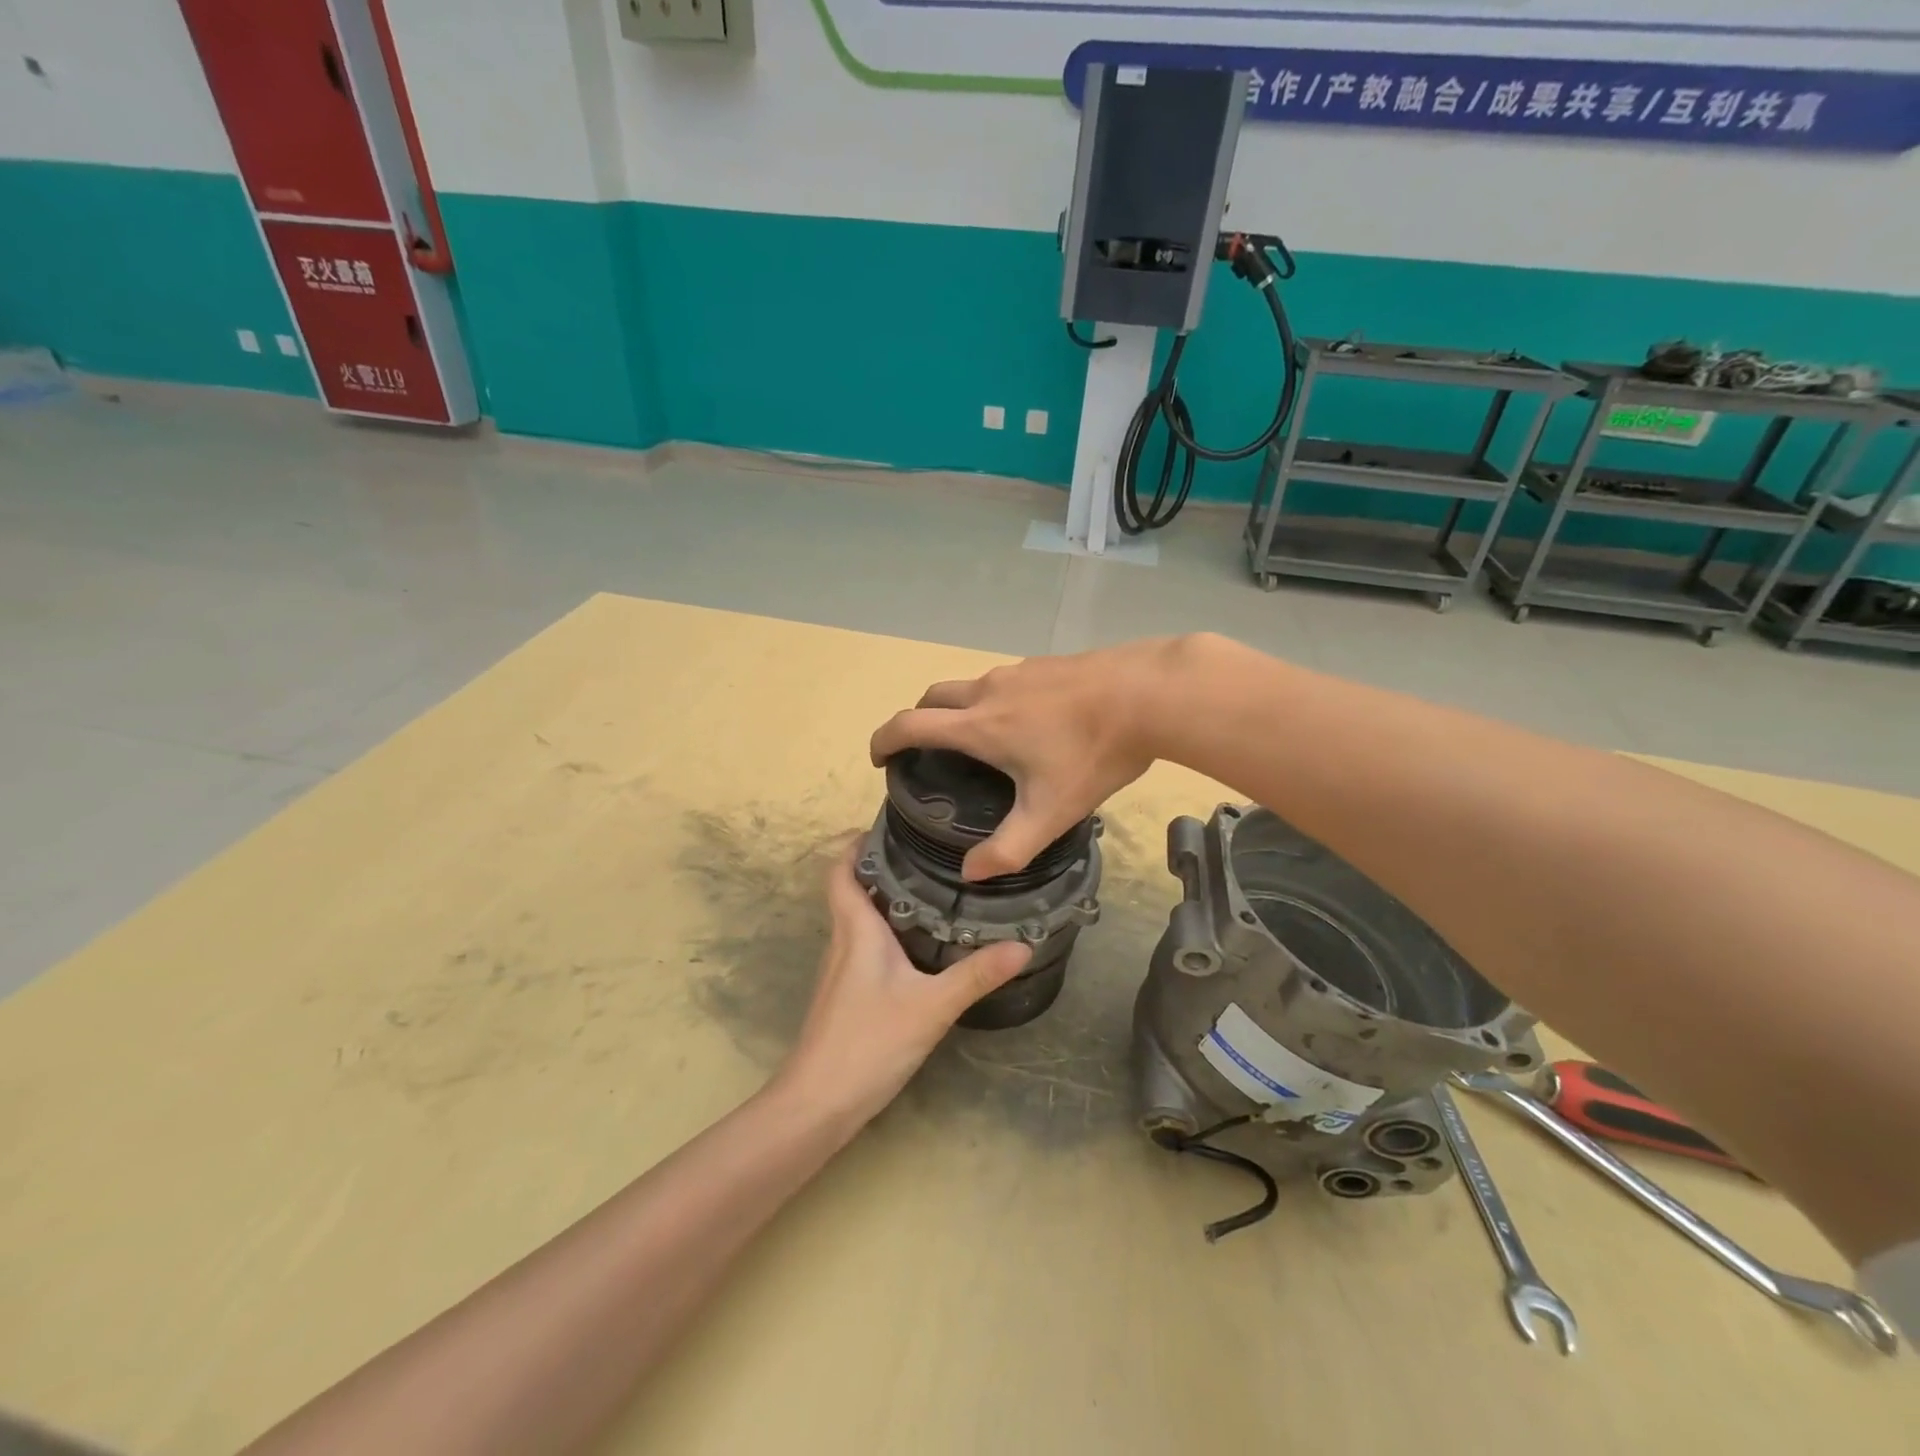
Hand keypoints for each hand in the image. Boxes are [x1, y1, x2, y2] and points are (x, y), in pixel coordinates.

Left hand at [775, 847, 1031, 1128]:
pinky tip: (920, 948)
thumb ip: (976, 975)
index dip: (856, 843)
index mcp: (856, 929)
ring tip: (935, 890)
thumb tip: (1022, 945)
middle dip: (886, 867)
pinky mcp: (846, 995)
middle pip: (855, 889)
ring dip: (889, 900)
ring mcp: (841, 970)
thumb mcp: (931, 1006)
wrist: (817, 1104)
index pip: (841, 870)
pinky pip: (865, 947)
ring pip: (861, 919)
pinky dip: (889, 933)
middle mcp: (843, 941)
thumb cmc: (868, 1042)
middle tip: (932, 855)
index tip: (890, 826)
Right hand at [868, 639, 1177, 879]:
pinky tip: (1028, 723)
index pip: (909, 724)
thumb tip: (970, 872)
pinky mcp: (1045, 663)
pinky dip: (994, 700)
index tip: (880, 758)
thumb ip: (1008, 850)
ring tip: (980, 742)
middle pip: (932, 697)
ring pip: (970, 686)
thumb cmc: (1093, 753)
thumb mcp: (1051, 812)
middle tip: (925, 751)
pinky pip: (1004, 681)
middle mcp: (988, 691)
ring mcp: (1018, 671)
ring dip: (958, 710)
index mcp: (978, 725)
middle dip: (918, 720)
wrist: (1148, 693)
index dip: (884, 739)